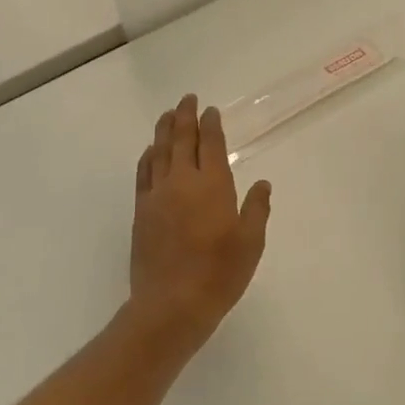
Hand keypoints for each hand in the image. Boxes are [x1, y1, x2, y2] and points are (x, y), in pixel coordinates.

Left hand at [129, 96, 271, 338]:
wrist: (171, 305)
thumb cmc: (219, 274)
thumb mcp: (250, 243)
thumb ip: (256, 209)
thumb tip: (262, 185)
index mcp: (212, 185)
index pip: (210, 144)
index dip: (210, 125)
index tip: (210, 110)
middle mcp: (182, 182)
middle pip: (181, 140)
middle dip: (184, 117)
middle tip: (186, 99)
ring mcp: (157, 196)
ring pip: (159, 152)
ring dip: (163, 130)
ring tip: (167, 114)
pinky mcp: (141, 212)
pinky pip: (143, 174)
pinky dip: (148, 157)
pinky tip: (150, 152)